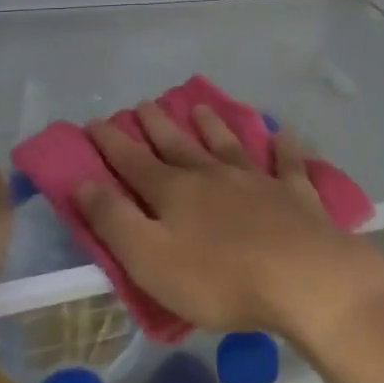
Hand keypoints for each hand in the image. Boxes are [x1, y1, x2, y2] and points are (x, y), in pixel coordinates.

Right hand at [75, 102, 383, 341]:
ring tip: (200, 107)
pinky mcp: (294, 193)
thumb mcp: (150, 259)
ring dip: (213, 126)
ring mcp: (257, 179)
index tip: (94, 121)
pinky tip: (283, 133)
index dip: (111, 143)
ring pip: (228, 145)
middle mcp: (213, 175)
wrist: (301, 276)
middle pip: (179, 145)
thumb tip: (82, 182)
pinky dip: (284, 148)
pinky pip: (287, 163)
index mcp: (175, 192)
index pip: (134, 162)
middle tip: (144, 104)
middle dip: (158, 126)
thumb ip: (115, 220)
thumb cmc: (218, 278)